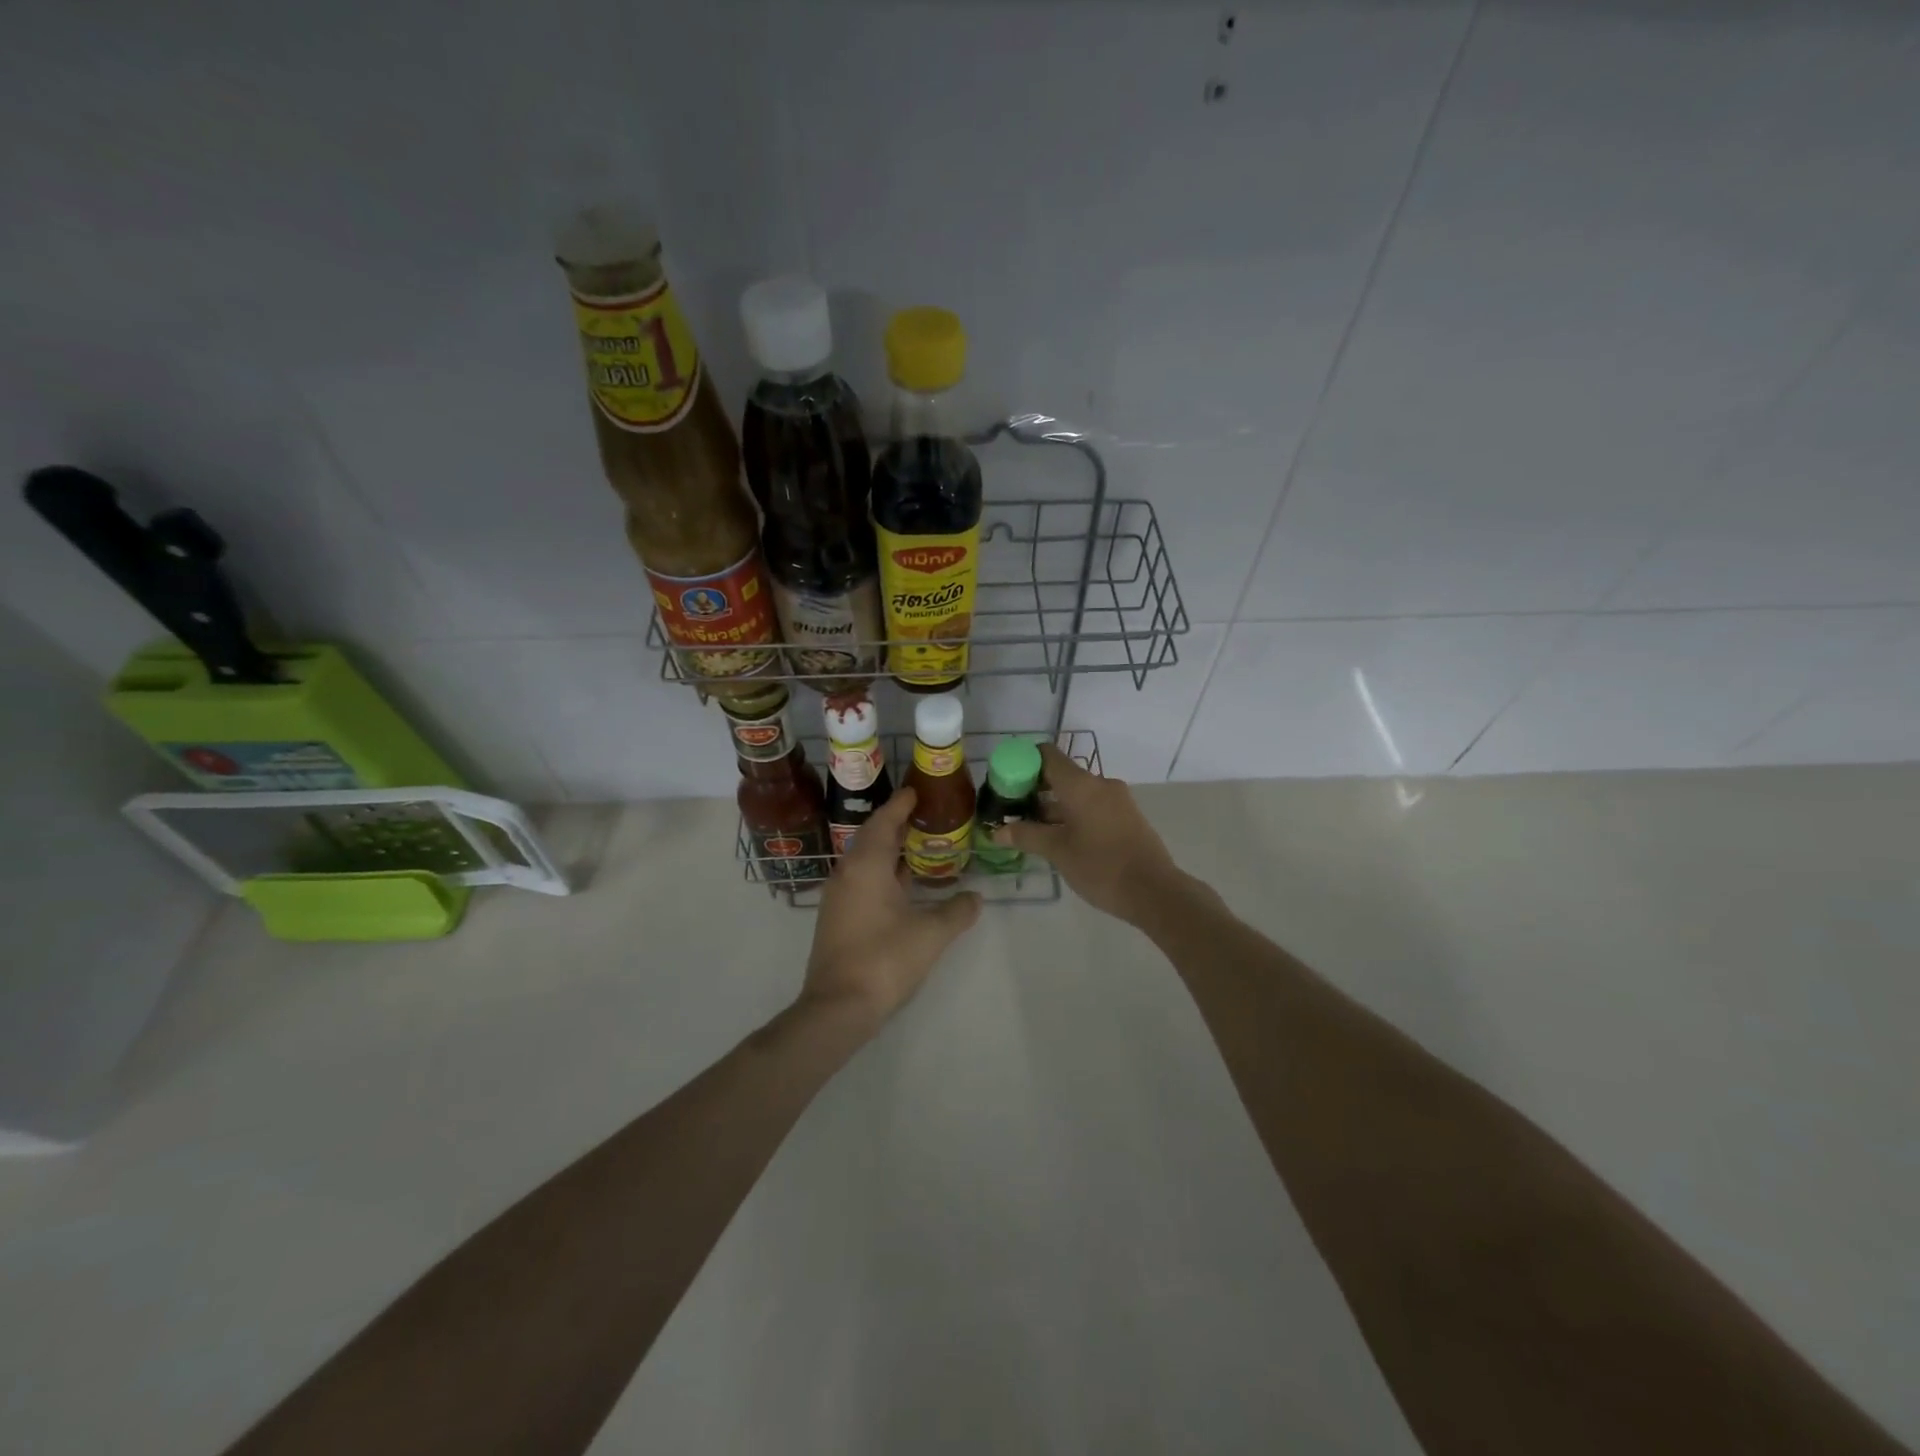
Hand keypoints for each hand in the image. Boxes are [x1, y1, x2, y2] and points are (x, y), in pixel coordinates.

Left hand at [799, 787, 980, 1034]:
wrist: (838, 1006)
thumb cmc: (884, 959)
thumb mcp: (930, 934)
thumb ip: (957, 912)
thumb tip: (976, 898)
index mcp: (866, 865)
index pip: (884, 821)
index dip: (900, 805)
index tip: (916, 791)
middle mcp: (847, 873)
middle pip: (872, 837)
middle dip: (896, 824)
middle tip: (924, 816)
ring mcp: (838, 896)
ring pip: (864, 860)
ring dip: (888, 850)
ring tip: (917, 846)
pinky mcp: (836, 917)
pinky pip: (860, 879)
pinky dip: (881, 872)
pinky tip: (901, 885)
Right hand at [994, 743, 1180, 922]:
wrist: (1155, 892)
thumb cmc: (1101, 867)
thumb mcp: (1058, 852)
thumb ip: (1026, 836)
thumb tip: (998, 832)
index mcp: (1081, 785)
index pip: (1047, 755)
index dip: (1023, 762)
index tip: (1006, 783)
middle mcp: (1100, 784)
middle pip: (1061, 774)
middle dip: (1035, 789)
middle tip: (1012, 810)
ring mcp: (1116, 800)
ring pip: (1076, 793)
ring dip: (1053, 806)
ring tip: (1031, 829)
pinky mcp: (1126, 817)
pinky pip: (1092, 805)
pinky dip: (1072, 814)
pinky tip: (1059, 837)